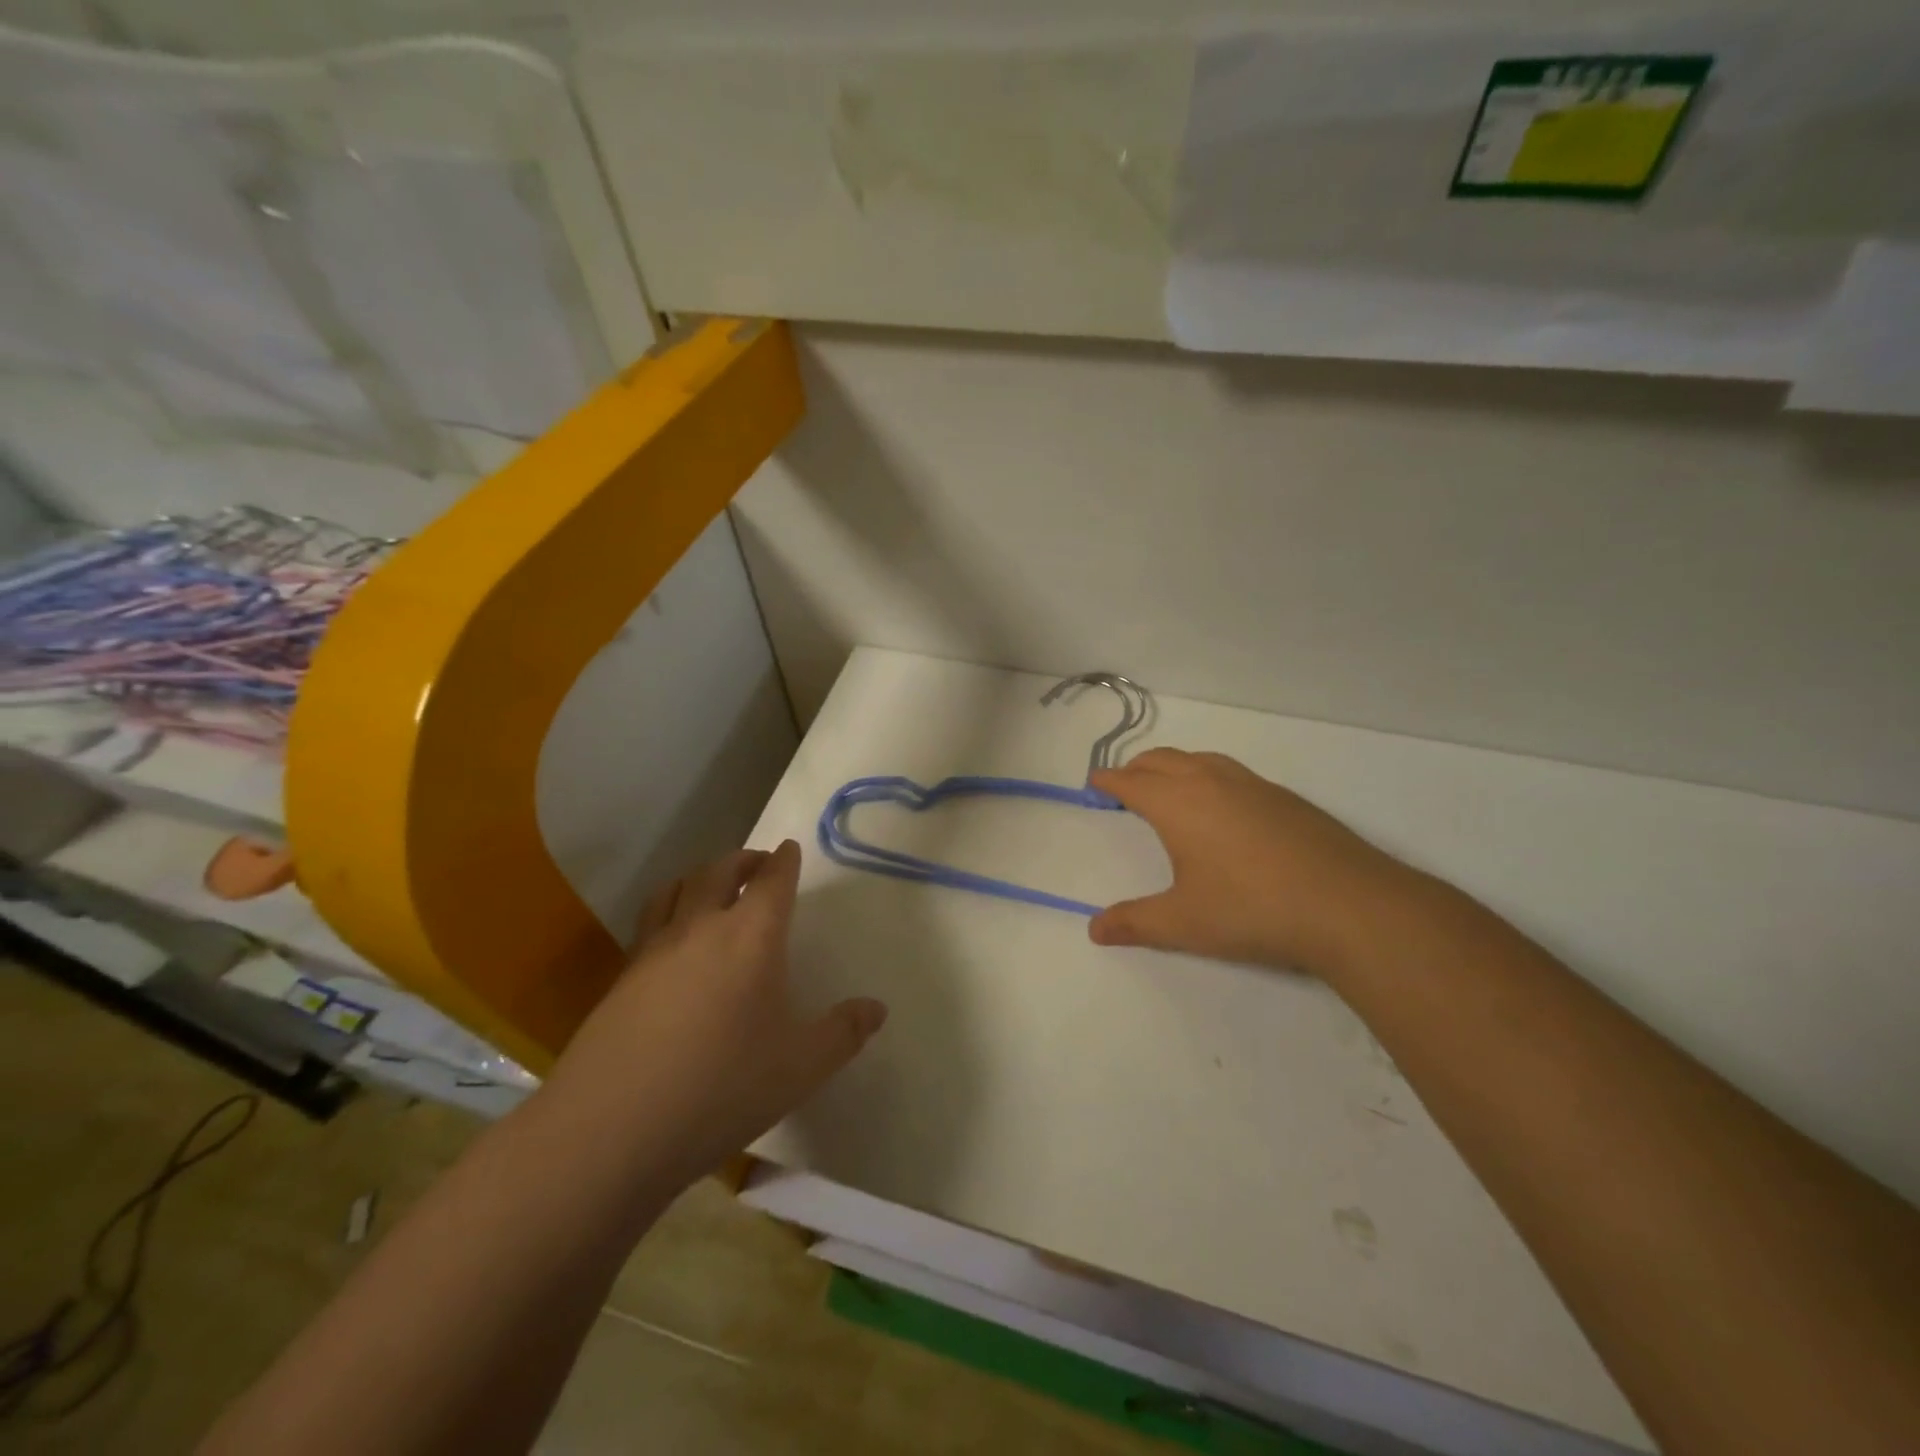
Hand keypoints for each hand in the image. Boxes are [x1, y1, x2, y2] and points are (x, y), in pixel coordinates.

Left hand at [545, 841, 886, 1186]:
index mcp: (751, 936)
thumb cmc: (722, 1088)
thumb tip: (877, 1009)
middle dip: (743, 860)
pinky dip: (669, 910)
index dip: (784, 860)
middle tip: (758, 863)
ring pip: (676, 889)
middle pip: (719, 871)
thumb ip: (843, 1033)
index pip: (771, 880)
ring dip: (700, 876)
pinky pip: (650, 922)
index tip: (790, 849)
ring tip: (712, 887)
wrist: (612, 1130)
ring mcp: (653, 950)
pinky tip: (674, 943)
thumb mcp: (801, 1067)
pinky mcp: (621, 978)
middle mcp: (700, 928)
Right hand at [1088, 749, 1415, 976]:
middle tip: (1125, 783)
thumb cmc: (1251, 910)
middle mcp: (1211, 782)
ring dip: (1175, 766)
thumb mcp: (1184, 923)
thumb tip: (1094, 929)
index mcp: (1178, 803)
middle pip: (1163, 760)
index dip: (1109, 780)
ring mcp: (1252, 785)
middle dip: (1138, 768)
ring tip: (1169, 787)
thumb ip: (1135, 923)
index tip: (1095, 781)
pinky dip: (1209, 776)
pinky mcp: (1285, 798)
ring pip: (1201, 759)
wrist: (1349, 906)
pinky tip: (1223, 807)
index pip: (1132, 781)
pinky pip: (1231, 772)